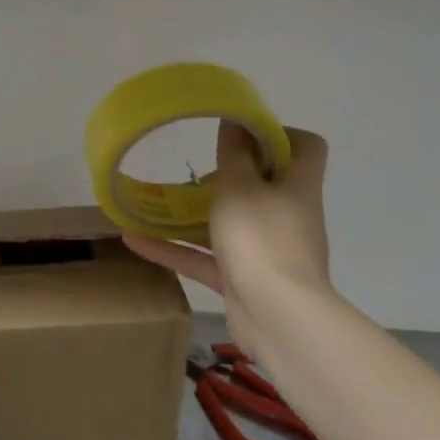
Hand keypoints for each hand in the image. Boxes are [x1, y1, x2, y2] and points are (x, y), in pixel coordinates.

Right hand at [123, 122, 333, 362]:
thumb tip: (236, 121)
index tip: (241, 131)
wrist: (278, 319)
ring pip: (231, 221)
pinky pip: (207, 257)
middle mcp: (287, 214)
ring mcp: (267, 249)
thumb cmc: (261, 238)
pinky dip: (175, 249)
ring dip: (196, 213)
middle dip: (230, 172)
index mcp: (296, 186)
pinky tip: (134, 239)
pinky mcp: (244, 279)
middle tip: (196, 165)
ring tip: (159, 198)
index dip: (278, 133)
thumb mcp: (240, 185)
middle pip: (265, 183)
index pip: (305, 147)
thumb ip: (234, 153)